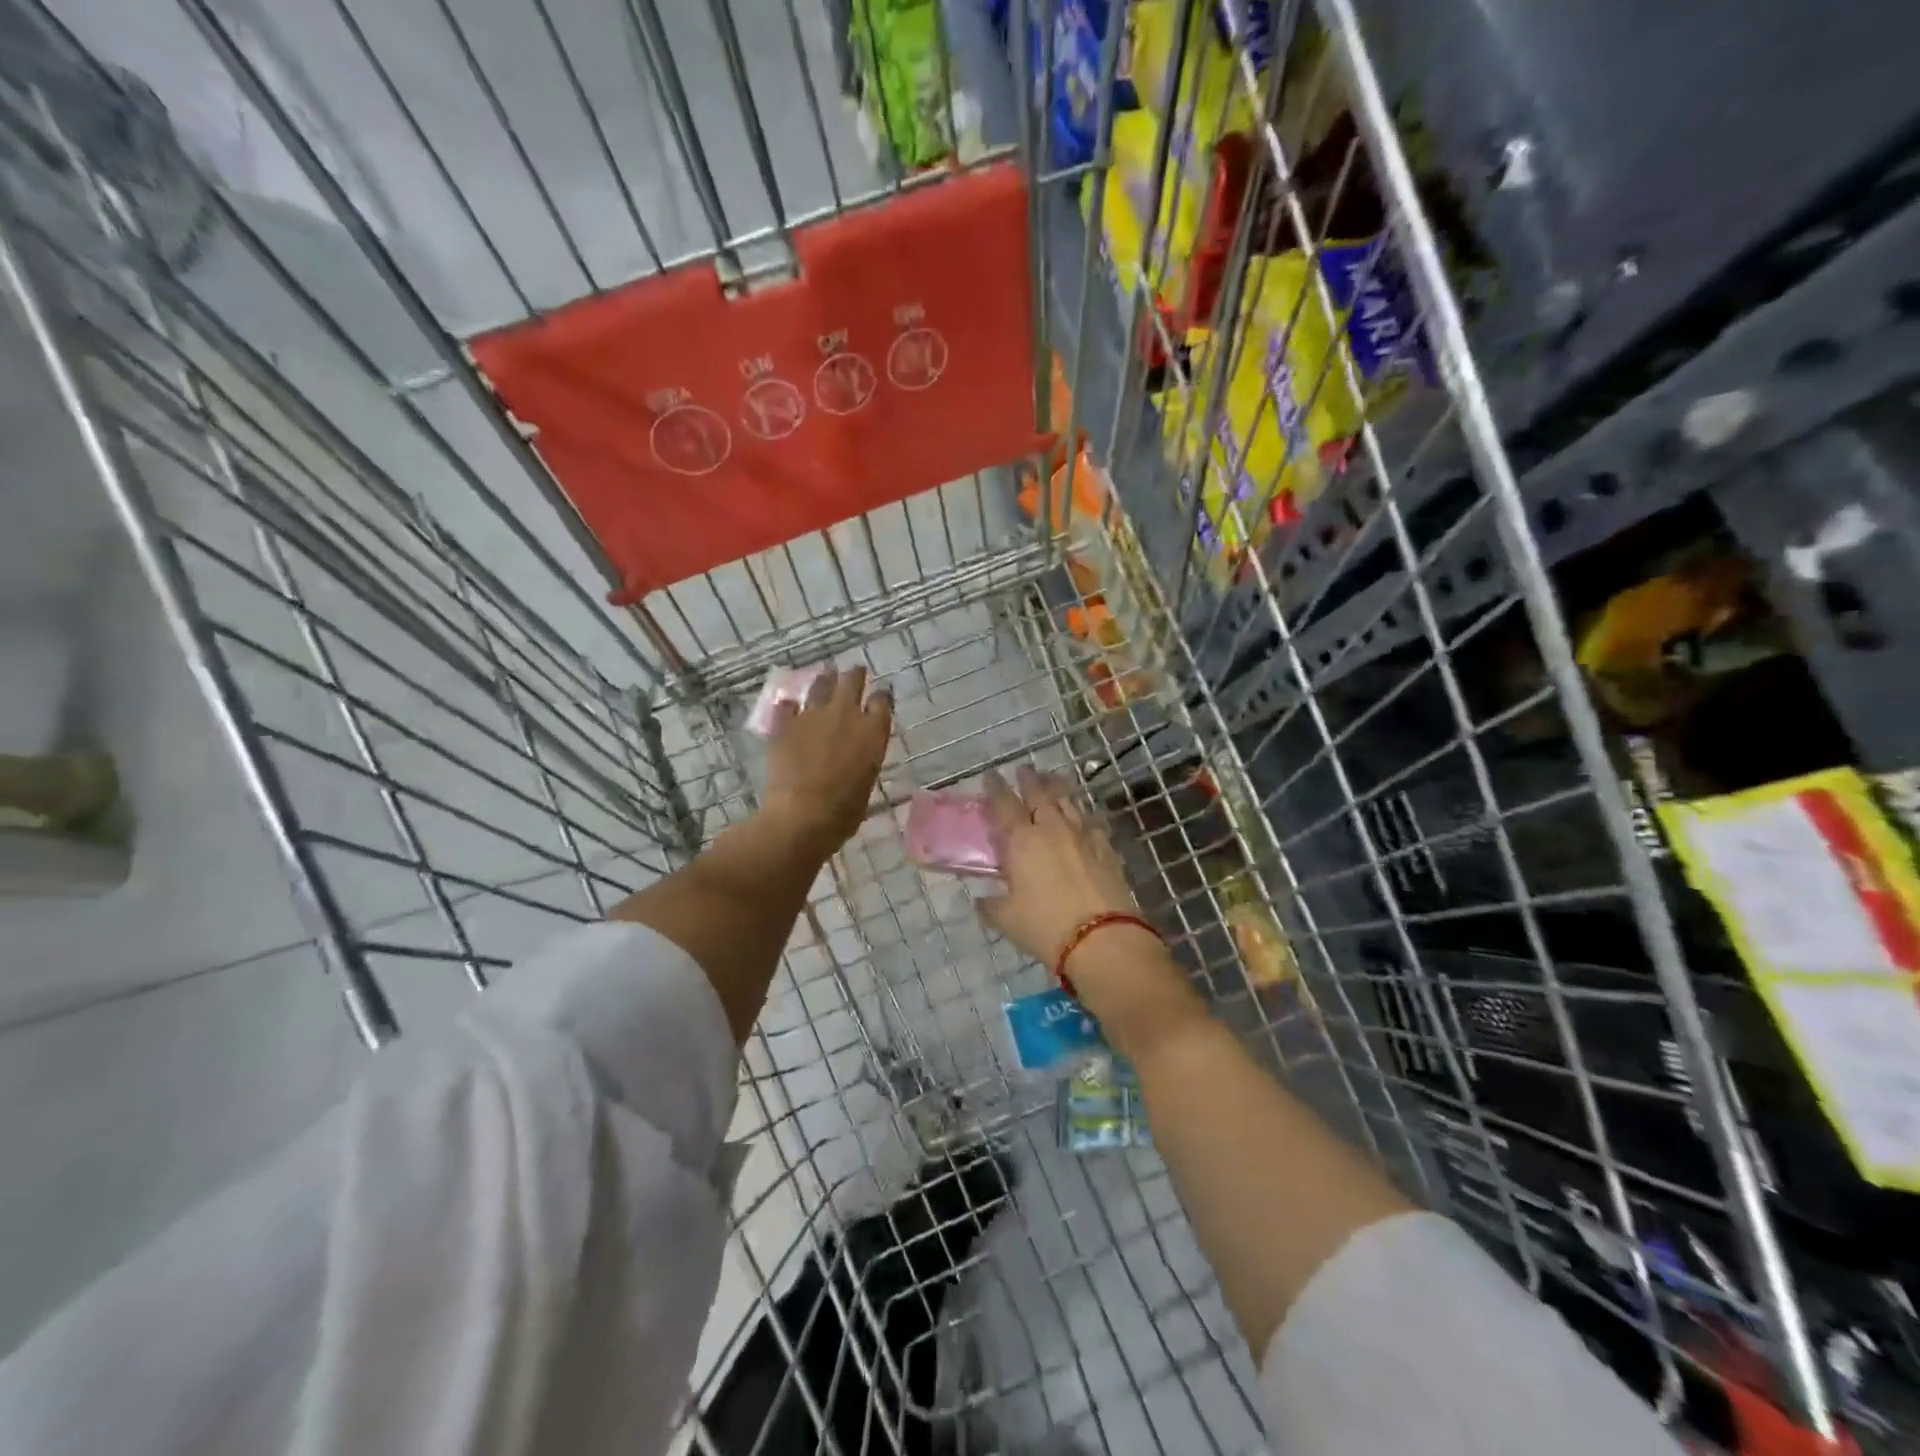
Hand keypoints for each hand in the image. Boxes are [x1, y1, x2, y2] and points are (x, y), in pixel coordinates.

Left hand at [763, 665, 892, 855]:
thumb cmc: (845, 809)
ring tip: (825, 676)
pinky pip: (787, 706)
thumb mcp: (867, 779)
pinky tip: (788, 706)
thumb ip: (864, 756)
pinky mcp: (784, 723)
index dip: (880, 696)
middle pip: (852, 681)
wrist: (803, 814)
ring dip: (824, 680)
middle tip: (854, 672)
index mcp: (873, 730)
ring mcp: (812, 715)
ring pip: (820, 685)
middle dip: (854, 675)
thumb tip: (856, 753)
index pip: (881, 700)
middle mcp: (845, 713)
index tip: (879, 696)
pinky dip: (790, 706)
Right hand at [980, 767, 1150, 974]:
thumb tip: (982, 901)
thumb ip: (991, 906)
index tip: (991, 775)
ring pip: (1069, 802)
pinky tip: (1085, 815)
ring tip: (1053, 779)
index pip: (1005, 805)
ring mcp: (1084, 836)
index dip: (996, 788)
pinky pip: (1093, 823)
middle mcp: (1053, 829)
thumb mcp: (1007, 919)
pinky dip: (1084, 814)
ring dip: (1058, 788)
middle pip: (1041, 794)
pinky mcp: (1107, 849)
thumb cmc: (1045, 926)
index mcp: (1023, 840)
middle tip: (1024, 769)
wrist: (1102, 937)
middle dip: (1030, 779)